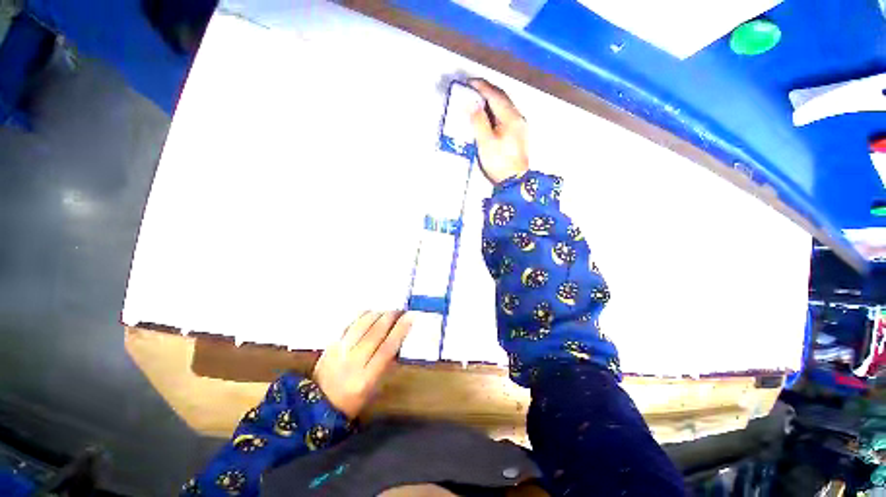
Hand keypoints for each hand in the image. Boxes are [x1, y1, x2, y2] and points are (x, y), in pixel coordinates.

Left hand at [313, 311, 412, 418]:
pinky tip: (370, 312)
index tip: (410, 316)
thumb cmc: (354, 399)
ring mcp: (339, 353)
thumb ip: (387, 363)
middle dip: (389, 318)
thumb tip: (399, 339)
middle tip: (399, 310)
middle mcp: (352, 363)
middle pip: (374, 334)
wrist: (319, 404)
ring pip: (361, 326)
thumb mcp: (375, 387)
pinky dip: (361, 316)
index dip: (400, 330)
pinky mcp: (330, 346)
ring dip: (376, 314)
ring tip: (387, 310)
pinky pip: (348, 325)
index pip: (387, 349)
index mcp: (366, 379)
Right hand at [469, 78, 529, 184]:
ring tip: (479, 99)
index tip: (468, 82)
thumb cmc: (499, 162)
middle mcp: (518, 117)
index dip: (482, 87)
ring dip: (492, 99)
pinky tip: (490, 114)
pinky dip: (496, 109)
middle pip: (503, 97)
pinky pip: (507, 114)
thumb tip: (472, 104)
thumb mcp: (486, 142)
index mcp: (511, 117)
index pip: (495, 95)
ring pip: (505, 105)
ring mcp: (520, 125)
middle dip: (487, 90)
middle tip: (472, 88)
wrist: (515, 181)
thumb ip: (479, 121)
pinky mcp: (519, 134)